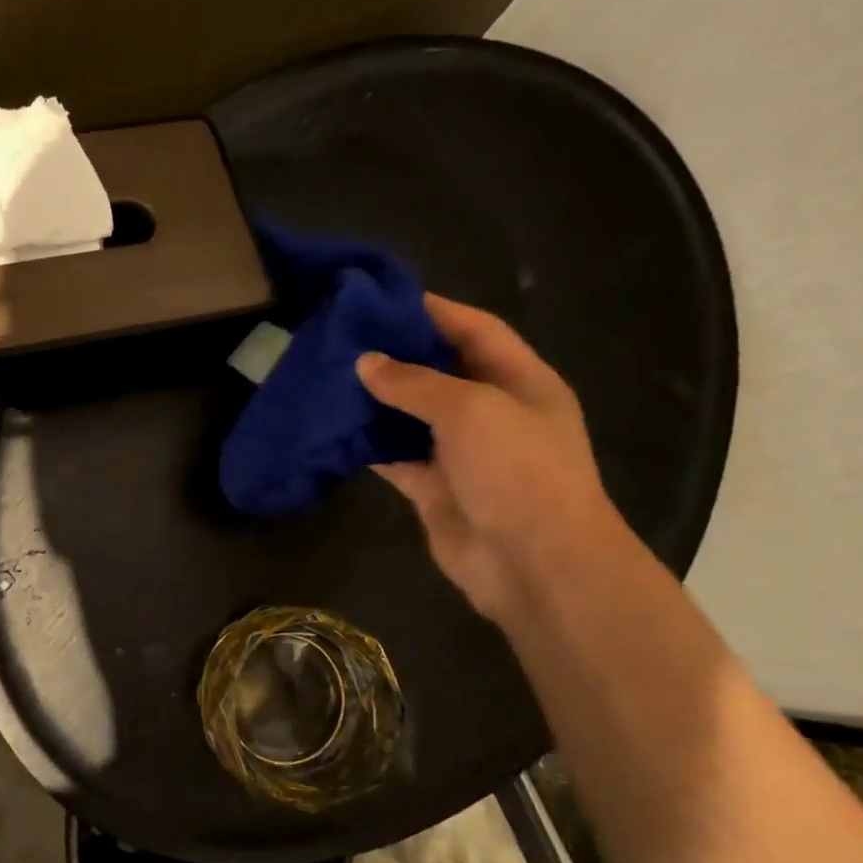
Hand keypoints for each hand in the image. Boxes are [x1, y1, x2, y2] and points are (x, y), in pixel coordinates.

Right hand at [355, 294, 620, 623]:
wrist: (535, 565)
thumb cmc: (517, 471)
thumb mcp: (470, 410)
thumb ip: (415, 382)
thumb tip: (365, 362)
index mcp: (520, 381)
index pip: (474, 330)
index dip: (433, 310)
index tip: (381, 297)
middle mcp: (491, 412)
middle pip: (438, 371)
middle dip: (395, 354)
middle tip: (342, 337)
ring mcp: (462, 452)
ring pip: (410, 415)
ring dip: (375, 399)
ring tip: (328, 375)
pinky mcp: (434, 487)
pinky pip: (395, 456)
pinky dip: (368, 443)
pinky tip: (333, 427)